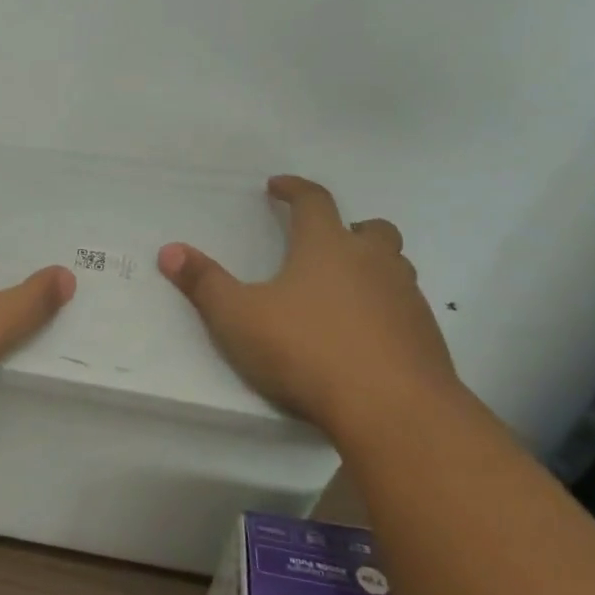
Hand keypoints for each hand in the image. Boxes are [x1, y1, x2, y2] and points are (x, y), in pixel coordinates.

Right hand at [158, 175, 459, 448]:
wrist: (391, 408)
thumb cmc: (306, 351)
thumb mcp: (238, 318)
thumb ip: (204, 283)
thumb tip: (169, 250)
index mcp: (327, 247)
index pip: (314, 201)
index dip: (294, 189)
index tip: (278, 186)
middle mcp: (374, 263)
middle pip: (371, 229)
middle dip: (347, 227)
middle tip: (325, 241)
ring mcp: (406, 298)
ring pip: (395, 267)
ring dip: (372, 267)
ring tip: (344, 289)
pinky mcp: (425, 335)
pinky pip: (405, 306)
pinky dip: (385, 308)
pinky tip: (365, 335)